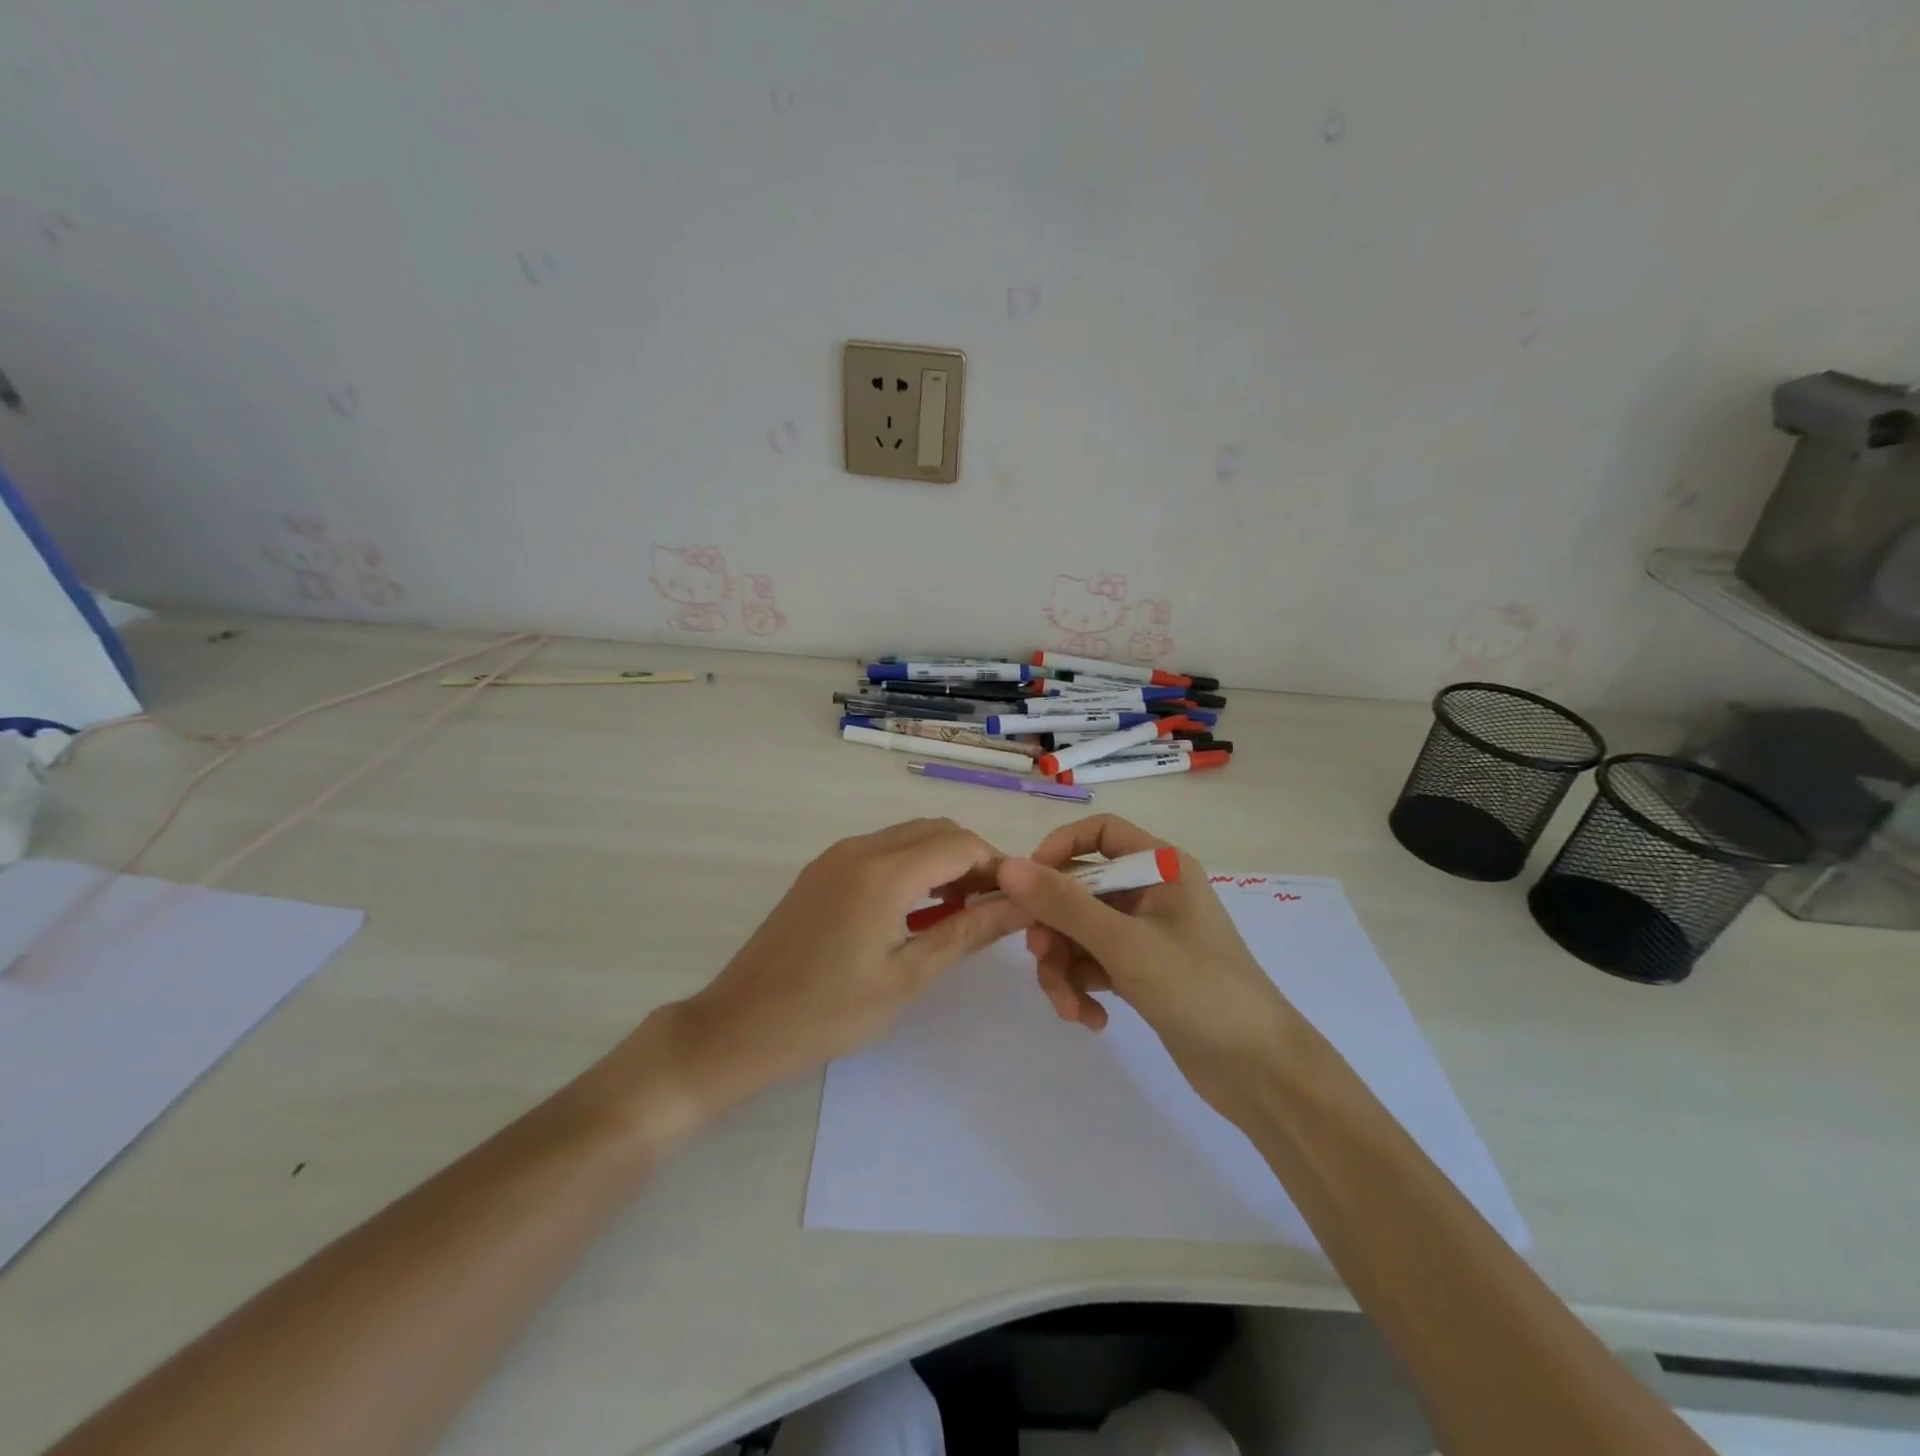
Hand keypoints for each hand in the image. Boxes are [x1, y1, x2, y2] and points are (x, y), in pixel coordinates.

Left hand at [646, 819, 1030, 1124]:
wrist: (739, 1027)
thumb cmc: (829, 1013)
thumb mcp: (908, 977)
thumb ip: (968, 932)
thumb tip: (1021, 905)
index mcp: (883, 872)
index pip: (961, 843)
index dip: (998, 866)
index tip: (1019, 900)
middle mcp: (860, 848)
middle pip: (936, 831)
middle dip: (973, 860)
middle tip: (992, 908)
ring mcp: (835, 856)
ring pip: (908, 837)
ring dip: (942, 862)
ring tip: (961, 911)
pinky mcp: (821, 871)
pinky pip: (881, 850)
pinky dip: (911, 867)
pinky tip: (917, 910)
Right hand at [996, 814, 1293, 1112]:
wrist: (1259, 1071)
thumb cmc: (1199, 989)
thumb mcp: (1125, 944)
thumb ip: (1064, 904)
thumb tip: (1008, 867)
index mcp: (1161, 867)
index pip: (1099, 832)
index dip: (1059, 849)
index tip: (1027, 885)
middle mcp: (1151, 892)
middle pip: (1080, 889)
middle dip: (1055, 927)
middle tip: (1040, 957)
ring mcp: (1146, 934)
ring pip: (1081, 932)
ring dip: (1065, 968)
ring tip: (1069, 1007)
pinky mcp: (1142, 972)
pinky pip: (1094, 964)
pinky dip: (1083, 988)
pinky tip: (1091, 1020)